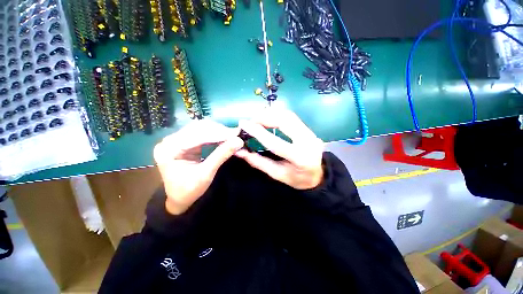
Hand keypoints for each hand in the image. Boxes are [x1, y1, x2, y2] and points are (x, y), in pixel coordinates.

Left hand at [154, 120, 243, 214]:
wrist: (179, 198)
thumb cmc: (189, 190)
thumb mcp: (206, 173)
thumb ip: (221, 155)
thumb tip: (238, 141)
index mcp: (169, 150)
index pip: (197, 136)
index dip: (218, 133)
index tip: (236, 134)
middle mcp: (170, 140)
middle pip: (198, 128)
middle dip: (219, 131)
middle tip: (236, 134)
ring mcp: (176, 140)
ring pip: (200, 128)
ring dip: (218, 131)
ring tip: (232, 135)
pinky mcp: (184, 141)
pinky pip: (201, 133)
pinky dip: (214, 134)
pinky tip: (224, 136)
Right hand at [236, 108, 324, 189]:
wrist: (317, 175)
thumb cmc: (296, 178)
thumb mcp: (276, 174)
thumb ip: (258, 162)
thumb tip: (239, 151)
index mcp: (300, 158)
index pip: (275, 143)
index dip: (258, 132)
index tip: (243, 124)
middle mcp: (308, 142)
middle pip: (284, 121)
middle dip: (264, 118)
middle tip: (250, 121)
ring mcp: (311, 133)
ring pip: (288, 115)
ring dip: (270, 114)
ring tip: (257, 119)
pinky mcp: (309, 129)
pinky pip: (291, 117)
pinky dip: (277, 114)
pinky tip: (268, 118)